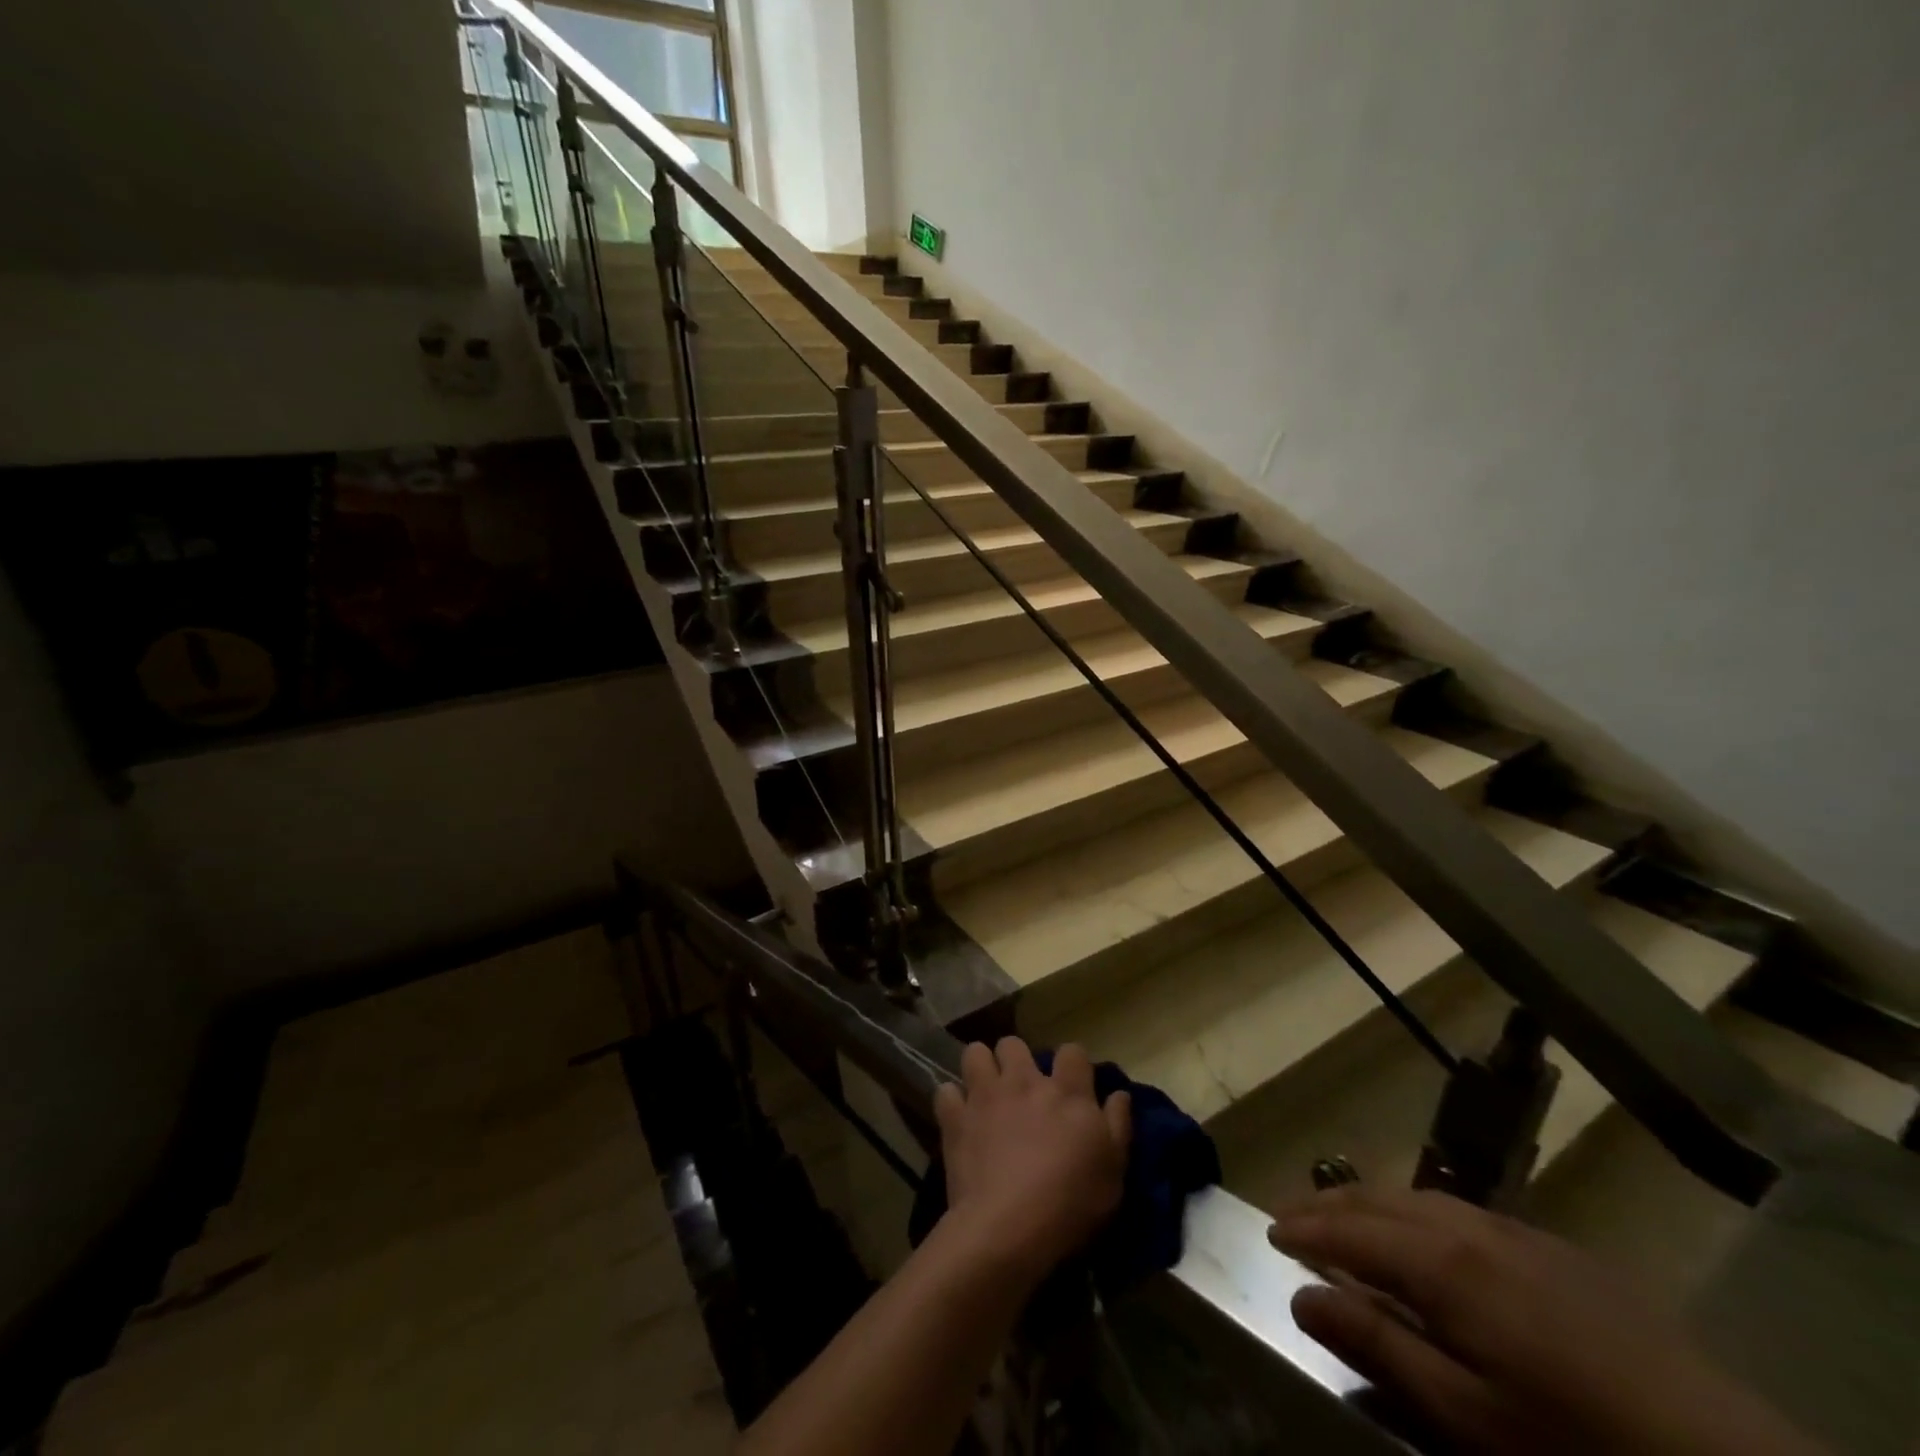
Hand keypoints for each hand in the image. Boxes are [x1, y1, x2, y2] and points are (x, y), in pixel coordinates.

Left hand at [933, 1038, 1130, 1280]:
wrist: (1009, 1226)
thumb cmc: (1071, 1202)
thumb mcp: (1114, 1171)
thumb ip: (1118, 1125)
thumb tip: (1119, 1093)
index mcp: (1066, 1091)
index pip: (1072, 1051)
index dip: (1072, 1063)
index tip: (1072, 1083)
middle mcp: (1024, 1081)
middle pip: (1014, 1044)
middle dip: (1015, 1059)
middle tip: (1020, 1088)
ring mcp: (985, 1095)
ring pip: (975, 1053)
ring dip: (980, 1067)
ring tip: (985, 1092)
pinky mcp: (955, 1117)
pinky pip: (945, 1092)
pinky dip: (952, 1102)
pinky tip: (959, 1118)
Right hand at [1268, 1186, 1822, 1455]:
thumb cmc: (1578, 1447)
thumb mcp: (1469, 1419)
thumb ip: (1380, 1347)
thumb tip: (1302, 1296)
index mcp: (1441, 1263)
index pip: (1348, 1232)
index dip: (1303, 1229)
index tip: (1267, 1232)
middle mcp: (1468, 1227)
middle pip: (1378, 1200)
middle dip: (1327, 1204)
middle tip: (1289, 1216)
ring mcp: (1517, 1232)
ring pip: (1418, 1197)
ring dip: (1369, 1202)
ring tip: (1343, 1217)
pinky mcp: (1557, 1249)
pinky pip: (1462, 1210)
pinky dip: (1417, 1211)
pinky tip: (1424, 1234)